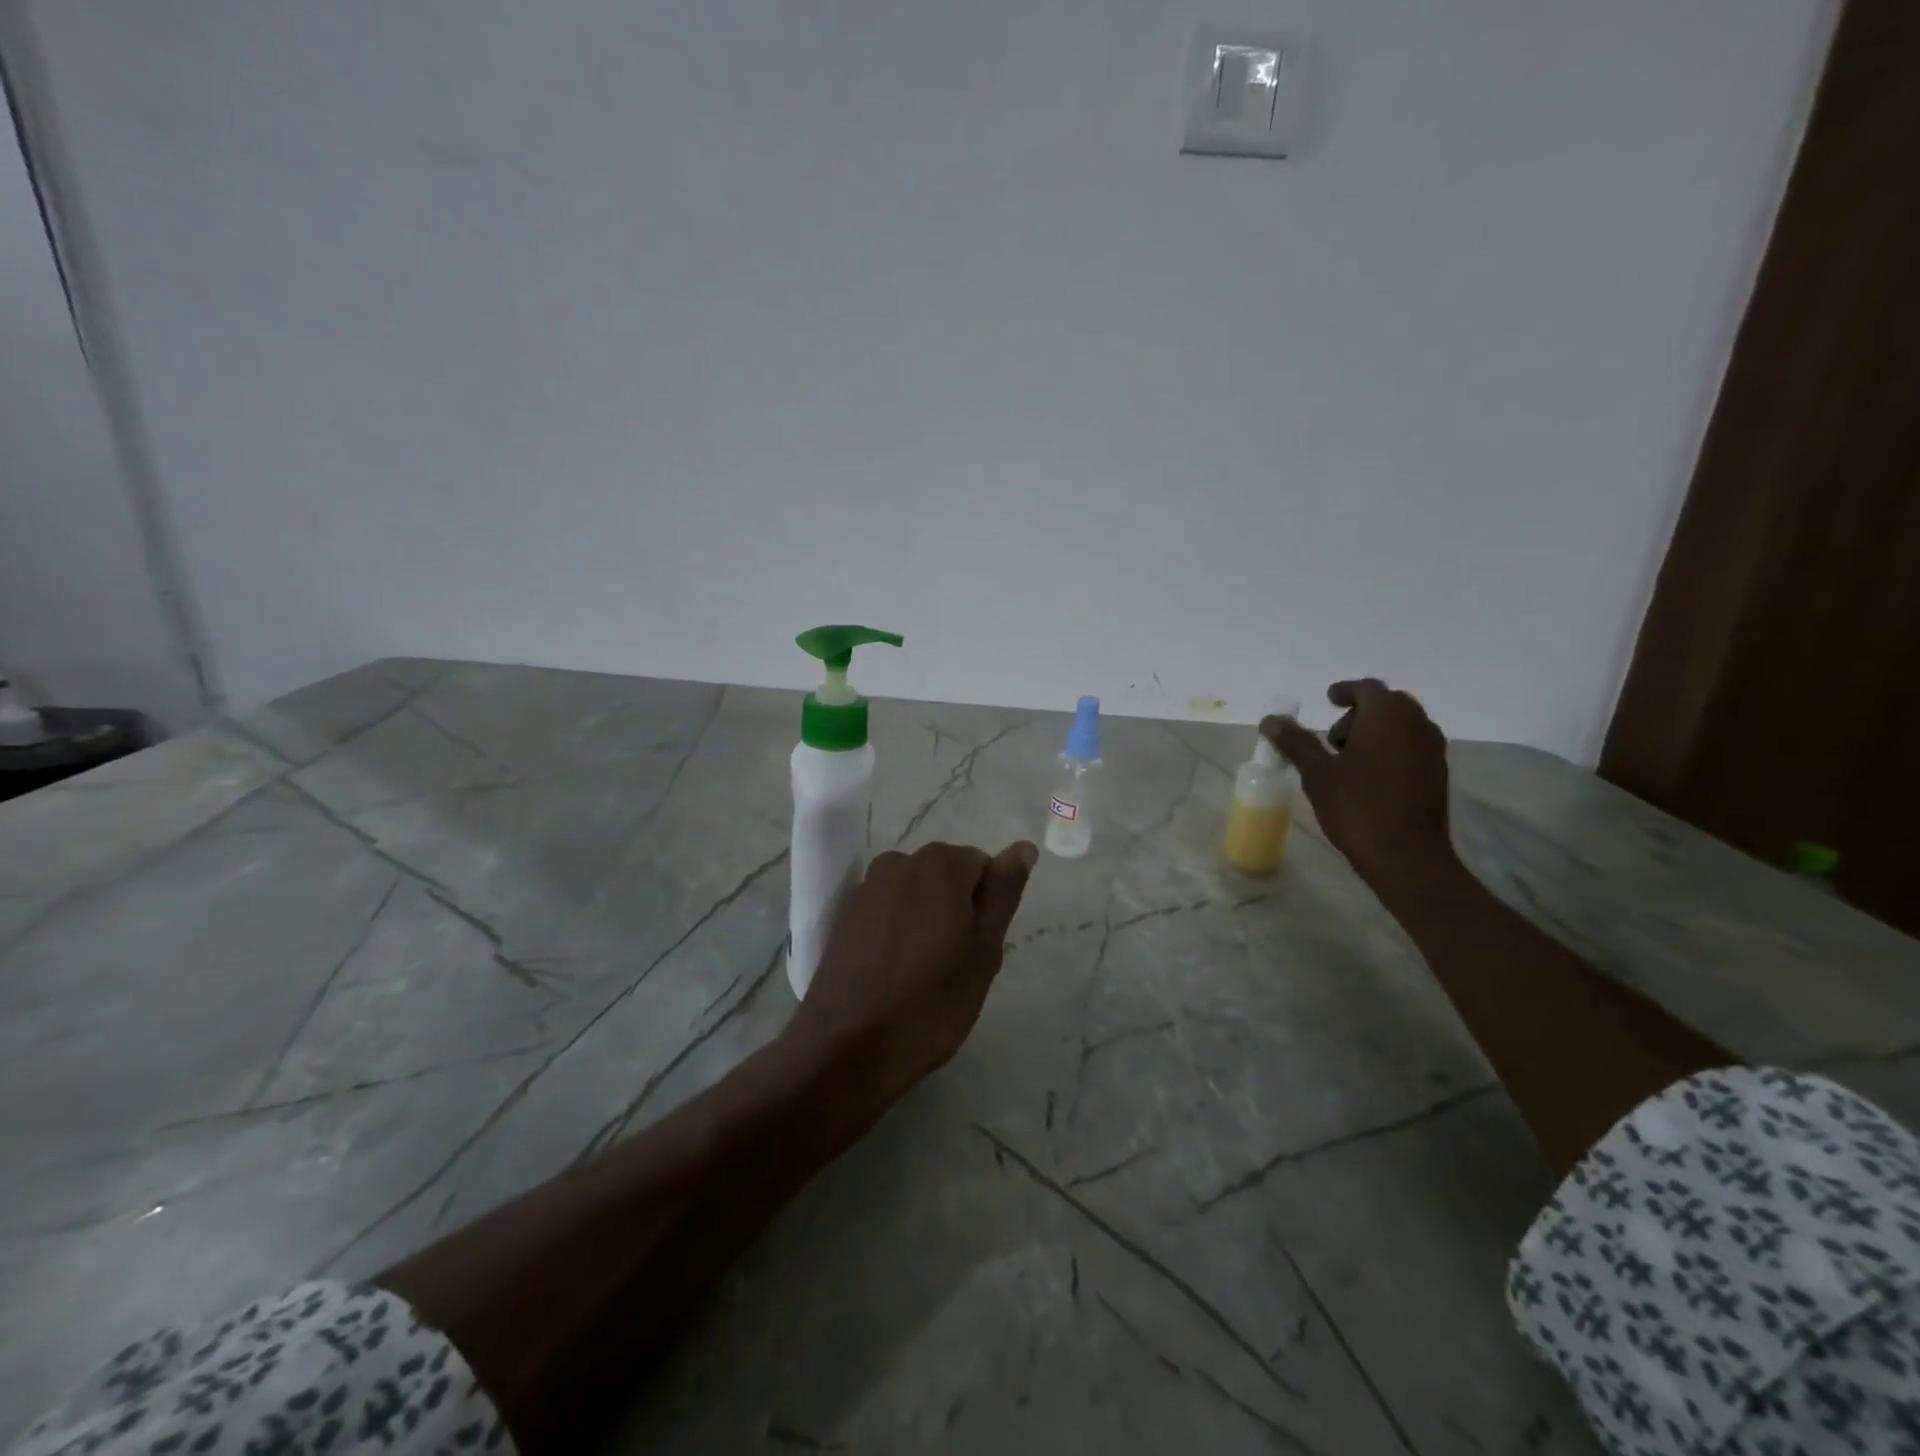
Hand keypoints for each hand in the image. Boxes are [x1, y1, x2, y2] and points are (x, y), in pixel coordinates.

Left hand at [786, 840, 1037, 1113]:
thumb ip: (1004, 893)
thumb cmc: (932, 1003)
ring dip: (927, 918)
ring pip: (916, 892)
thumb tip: (1023, 847)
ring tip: (924, 971)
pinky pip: (887, 909)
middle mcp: (899, 862)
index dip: (986, 907)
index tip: (976, 949)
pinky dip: (897, 929)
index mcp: (939, 864)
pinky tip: (893, 971)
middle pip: (947, 874)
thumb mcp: (984, 951)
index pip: (983, 866)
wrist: (848, 1048)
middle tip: (955, 964)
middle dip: (957, 908)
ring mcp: (867, 887)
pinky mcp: (845, 914)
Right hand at [1261, 679, 1456, 889]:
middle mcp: (1416, 725)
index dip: (1345, 691)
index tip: (1327, 700)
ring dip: (1375, 731)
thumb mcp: (1317, 773)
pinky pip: (1411, 746)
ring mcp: (1432, 750)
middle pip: (1388, 704)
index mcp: (1387, 716)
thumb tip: (1271, 720)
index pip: (1367, 688)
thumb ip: (1296, 742)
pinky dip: (1389, 749)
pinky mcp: (1437, 774)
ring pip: (1402, 725)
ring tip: (1346, 760)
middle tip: (1332, 737)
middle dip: (1359, 713)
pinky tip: (1368, 776)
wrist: (1408, 857)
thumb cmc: (1358, 808)